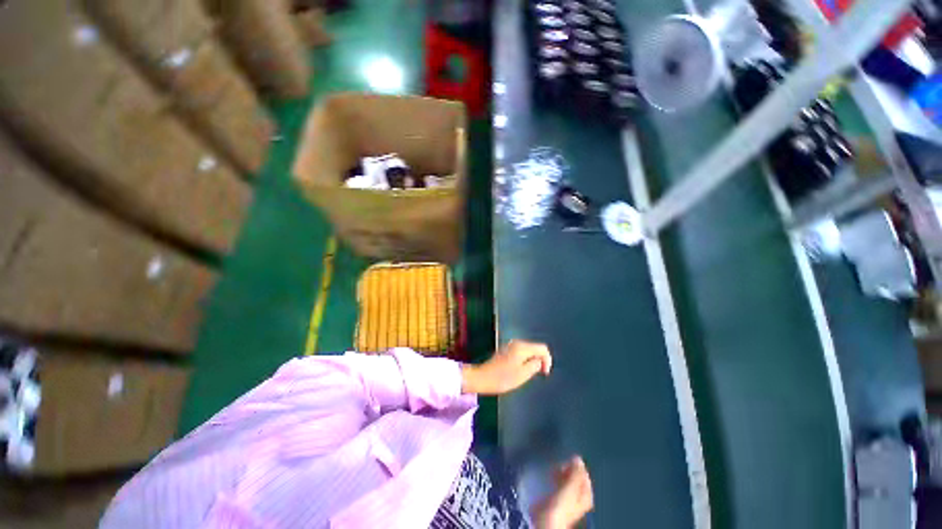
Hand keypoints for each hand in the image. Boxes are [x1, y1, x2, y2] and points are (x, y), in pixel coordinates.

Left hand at [461, 340, 551, 395]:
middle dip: (540, 360)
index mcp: (522, 347)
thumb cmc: (503, 378)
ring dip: (532, 361)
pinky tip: (520, 370)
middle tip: (539, 374)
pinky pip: (521, 353)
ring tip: (529, 374)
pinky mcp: (505, 350)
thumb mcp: (523, 374)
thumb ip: (535, 365)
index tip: (544, 373)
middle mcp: (516, 343)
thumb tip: (540, 361)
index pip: (542, 348)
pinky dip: (524, 360)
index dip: (547, 360)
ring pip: (528, 350)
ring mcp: (510, 345)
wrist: (483, 378)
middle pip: (535, 348)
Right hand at [533, 456, 593, 528]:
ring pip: (568, 479)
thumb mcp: (571, 487)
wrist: (547, 520)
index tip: (570, 458)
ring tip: (555, 467)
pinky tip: (551, 474)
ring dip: (562, 472)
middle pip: (576, 477)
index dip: (579, 467)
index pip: (585, 476)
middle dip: (570, 469)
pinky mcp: (557, 498)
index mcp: (586, 495)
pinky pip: (559, 483)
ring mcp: (568, 497)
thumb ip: (576, 473)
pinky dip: (557, 476)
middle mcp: (579, 497)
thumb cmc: (562, 505)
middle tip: (562, 463)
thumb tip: (578, 457)